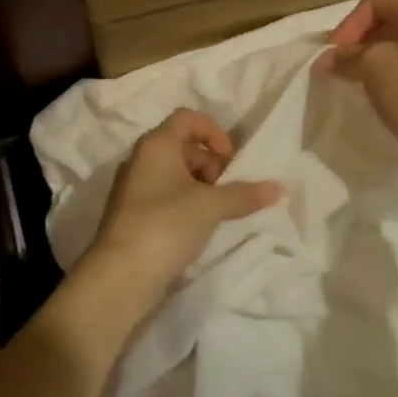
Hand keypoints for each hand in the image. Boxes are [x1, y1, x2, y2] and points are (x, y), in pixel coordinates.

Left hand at [82, 109, 281, 296]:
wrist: (119, 277)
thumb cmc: (165, 226)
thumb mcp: (210, 207)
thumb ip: (244, 194)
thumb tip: (278, 187)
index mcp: (156, 145)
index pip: (188, 118)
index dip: (214, 132)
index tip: (230, 161)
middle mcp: (141, 159)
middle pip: (182, 145)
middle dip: (210, 163)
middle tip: (227, 190)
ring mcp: (133, 188)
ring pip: (174, 173)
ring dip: (200, 186)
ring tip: (216, 212)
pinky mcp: (132, 215)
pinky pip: (164, 196)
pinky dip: (185, 203)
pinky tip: (198, 228)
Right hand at [315, 0, 397, 172]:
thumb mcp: (372, 67)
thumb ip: (348, 55)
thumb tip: (331, 59)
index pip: (377, 0)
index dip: (349, 24)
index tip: (333, 53)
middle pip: (391, 18)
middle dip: (360, 40)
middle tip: (338, 64)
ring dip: (374, 54)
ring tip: (353, 77)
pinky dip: (394, 66)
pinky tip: (379, 86)